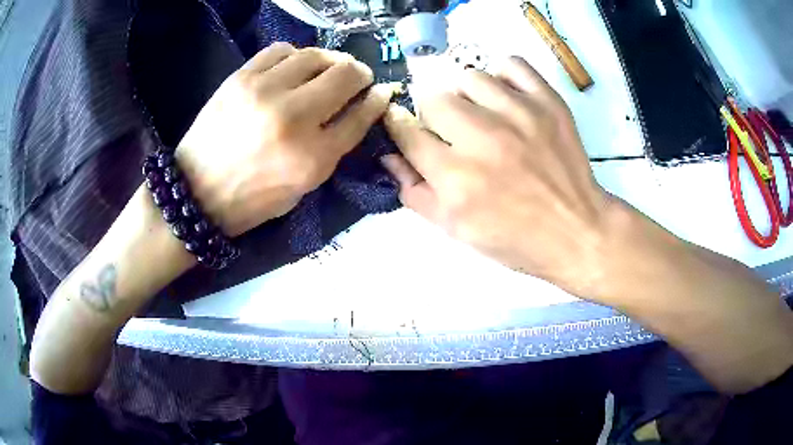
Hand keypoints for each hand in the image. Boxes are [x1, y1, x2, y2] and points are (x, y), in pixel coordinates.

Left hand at [177, 43, 395, 235]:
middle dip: (360, 74)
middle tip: (356, 79)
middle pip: (346, 76)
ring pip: (316, 55)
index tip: (381, 92)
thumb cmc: (252, 199)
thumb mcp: (302, 187)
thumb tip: (357, 109)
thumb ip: (333, 148)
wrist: (196, 192)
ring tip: (326, 70)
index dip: (378, 100)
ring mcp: (264, 92)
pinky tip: (293, 67)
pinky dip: (296, 55)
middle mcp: (293, 118)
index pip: (360, 116)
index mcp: (312, 158)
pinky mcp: (241, 78)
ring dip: (331, 60)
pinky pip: (281, 50)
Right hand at [383, 57, 613, 296]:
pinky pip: (512, 64)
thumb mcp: (455, 230)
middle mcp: (482, 139)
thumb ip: (415, 192)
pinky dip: (502, 75)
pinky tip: (505, 96)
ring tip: (481, 114)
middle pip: (433, 98)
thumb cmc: (514, 239)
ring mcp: (518, 114)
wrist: (576, 231)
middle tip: (452, 131)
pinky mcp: (547, 102)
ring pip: (468, 77)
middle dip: (433, 115)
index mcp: (455, 177)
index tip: (406, 127)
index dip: (399, 126)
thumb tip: (389, 156)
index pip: (405, 131)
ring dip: (467, 96)